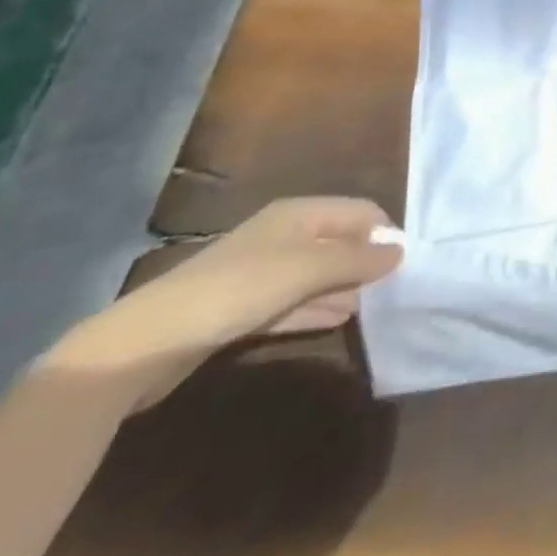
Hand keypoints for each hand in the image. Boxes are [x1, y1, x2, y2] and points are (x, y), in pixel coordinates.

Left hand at [49, 198, 402, 400]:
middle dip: (367, 261)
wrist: (146, 344)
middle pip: (339, 241)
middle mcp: (284, 235)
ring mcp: (263, 272)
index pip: (360, 211)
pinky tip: (341, 319)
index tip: (410, 262)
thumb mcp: (306, 270)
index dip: (385, 232)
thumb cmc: (236, 290)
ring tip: (379, 306)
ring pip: (319, 273)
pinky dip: (320, 307)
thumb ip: (357, 261)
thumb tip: (403, 251)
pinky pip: (297, 301)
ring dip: (346, 287)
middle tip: (399, 288)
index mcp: (299, 213)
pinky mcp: (245, 308)